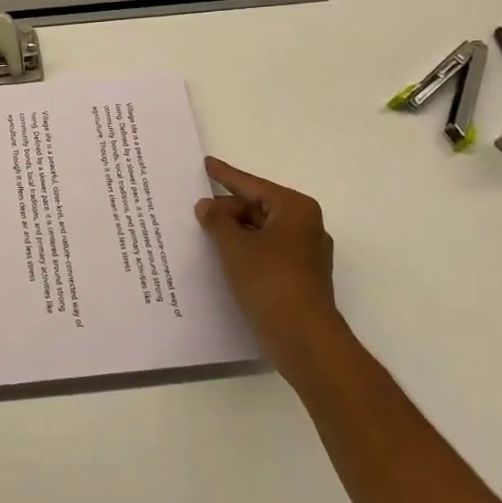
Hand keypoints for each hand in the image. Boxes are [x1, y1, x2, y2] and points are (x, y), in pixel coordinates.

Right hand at [196, 157, 338, 375]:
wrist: (303, 338)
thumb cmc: (270, 281)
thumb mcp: (234, 245)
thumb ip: (217, 221)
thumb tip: (206, 206)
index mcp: (294, 209)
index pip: (252, 185)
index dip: (225, 176)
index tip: (206, 164)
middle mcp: (305, 226)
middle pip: (257, 208)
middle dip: (227, 210)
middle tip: (196, 212)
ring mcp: (304, 255)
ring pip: (260, 232)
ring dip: (234, 233)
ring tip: (203, 233)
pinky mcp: (298, 278)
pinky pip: (265, 253)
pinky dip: (244, 252)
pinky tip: (221, 258)